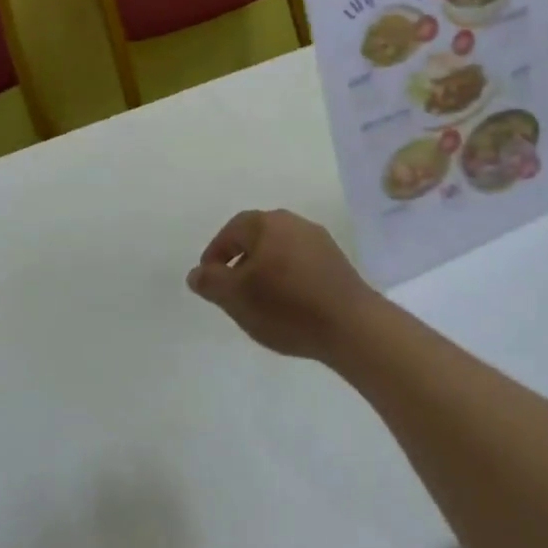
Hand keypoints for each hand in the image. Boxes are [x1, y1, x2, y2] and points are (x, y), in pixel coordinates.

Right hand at [186, 209, 380, 361]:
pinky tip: (287, 303)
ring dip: (264, 270)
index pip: (232, 230)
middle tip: (231, 291)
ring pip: (279, 250)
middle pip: (257, 237)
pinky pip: (300, 262)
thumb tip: (197, 272)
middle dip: (240, 261)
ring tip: (258, 301)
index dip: (215, 254)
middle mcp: (294, 222)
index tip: (209, 280)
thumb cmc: (286, 306)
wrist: (350, 324)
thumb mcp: (237, 297)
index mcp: (268, 223)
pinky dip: (286, 277)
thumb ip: (211, 282)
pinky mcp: (335, 261)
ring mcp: (319, 240)